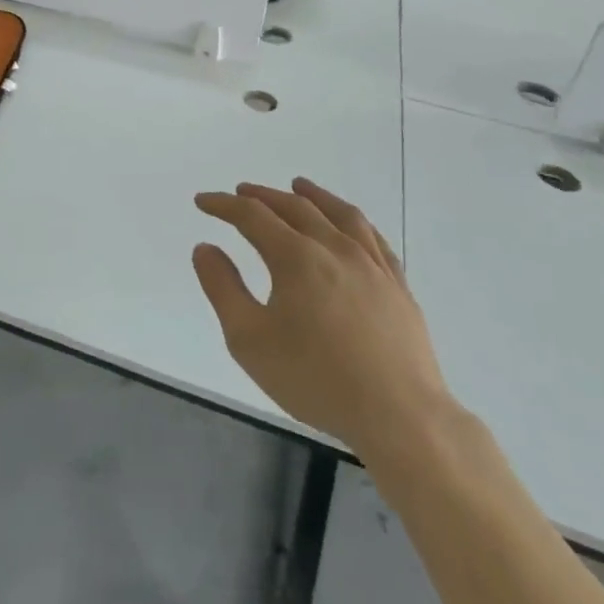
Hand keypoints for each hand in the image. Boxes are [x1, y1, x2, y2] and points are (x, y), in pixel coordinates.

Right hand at [192, 178, 452, 457]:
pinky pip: (374, 238)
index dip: (223, 205)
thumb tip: (206, 247)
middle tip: (241, 191)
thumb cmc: (315, 379)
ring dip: (313, 195)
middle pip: (295, 207)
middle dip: (262, 196)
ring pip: (340, 214)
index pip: (252, 215)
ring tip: (299, 185)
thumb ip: (222, 288)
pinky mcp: (398, 286)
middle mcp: (334, 248)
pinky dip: (354, 221)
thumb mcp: (249, 339)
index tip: (203, 201)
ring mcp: (372, 265)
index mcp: (296, 258)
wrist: (401, 417)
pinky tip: (350, 225)